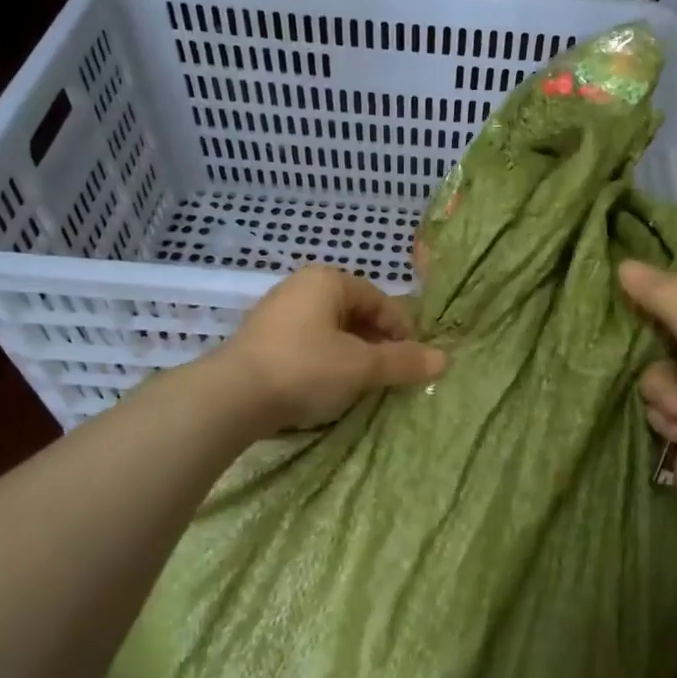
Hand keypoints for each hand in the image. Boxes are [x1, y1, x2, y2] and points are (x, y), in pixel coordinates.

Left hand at [218, 265, 446, 431]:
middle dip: (376, 343)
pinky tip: (328, 387)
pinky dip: (325, 361)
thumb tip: (445, 359)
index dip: (402, 330)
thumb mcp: (361, 367)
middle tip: (390, 374)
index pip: (380, 300)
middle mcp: (301, 287)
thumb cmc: (306, 368)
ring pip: (330, 331)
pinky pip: (307, 344)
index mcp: (328, 281)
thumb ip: (403, 361)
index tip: (414, 360)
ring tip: (363, 384)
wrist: (232, 396)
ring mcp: (277, 312)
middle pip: (355, 313)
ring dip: (352, 354)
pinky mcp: (261, 340)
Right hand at [619, 260, 676, 530]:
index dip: (673, 311)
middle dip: (665, 364)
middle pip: (675, 344)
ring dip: (662, 393)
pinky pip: (660, 407)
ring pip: (661, 376)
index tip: (642, 305)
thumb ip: (667, 297)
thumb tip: (623, 263)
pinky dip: (664, 417)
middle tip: (670, 374)